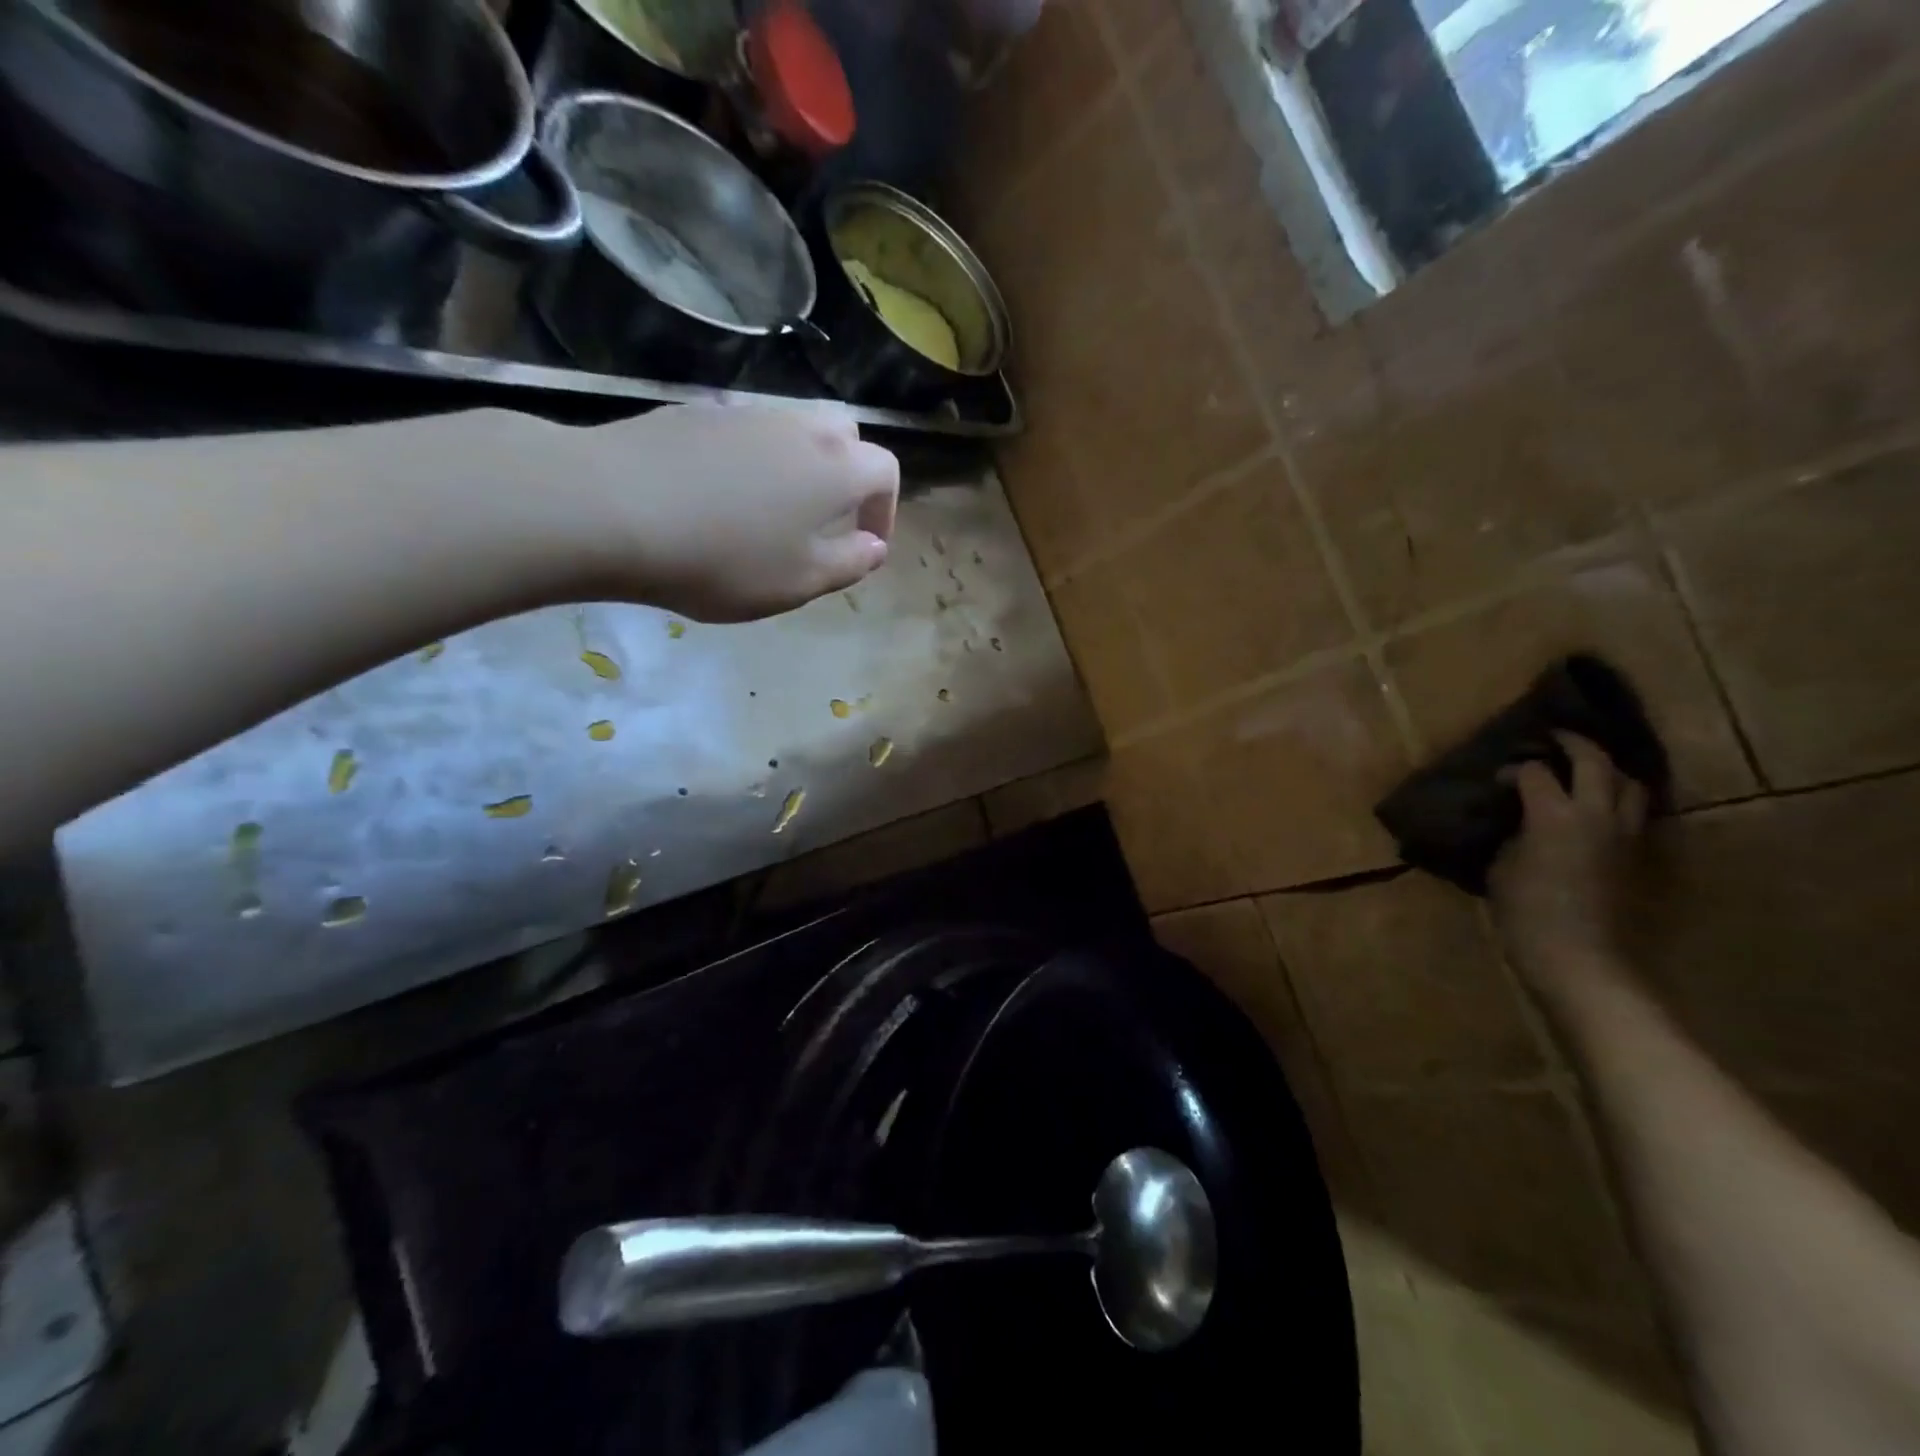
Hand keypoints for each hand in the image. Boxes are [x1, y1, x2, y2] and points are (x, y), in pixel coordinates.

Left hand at [563, 402, 899, 622]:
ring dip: (801, 462)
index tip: (865, 543)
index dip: (884, 508)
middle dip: (849, 472)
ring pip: (794, 425)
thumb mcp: (798, 582)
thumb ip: (849, 564)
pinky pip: (745, 427)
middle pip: (845, 433)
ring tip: (773, 507)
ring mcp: (745, 411)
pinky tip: (719, 491)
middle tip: (827, 518)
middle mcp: (799, 426)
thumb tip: (873, 546)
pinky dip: (752, 454)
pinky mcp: (696, 409)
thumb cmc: (722, 559)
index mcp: (836, 468)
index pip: (886, 470)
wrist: (611, 508)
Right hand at [1489, 732, 1648, 992]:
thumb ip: (1512, 833)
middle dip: (1573, 744)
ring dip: (1607, 769)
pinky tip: (1598, 809)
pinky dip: (1618, 799)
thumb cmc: (1526, 913)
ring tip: (1584, 771)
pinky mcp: (1640, 856)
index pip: (1534, 772)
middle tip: (1551, 739)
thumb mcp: (1501, 866)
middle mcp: (1598, 814)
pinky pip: (1636, 812)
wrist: (1581, 960)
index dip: (1512, 769)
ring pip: (1629, 783)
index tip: (1496, 780)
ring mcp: (1627, 835)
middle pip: (1595, 761)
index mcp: (1555, 814)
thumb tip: (1518, 819)